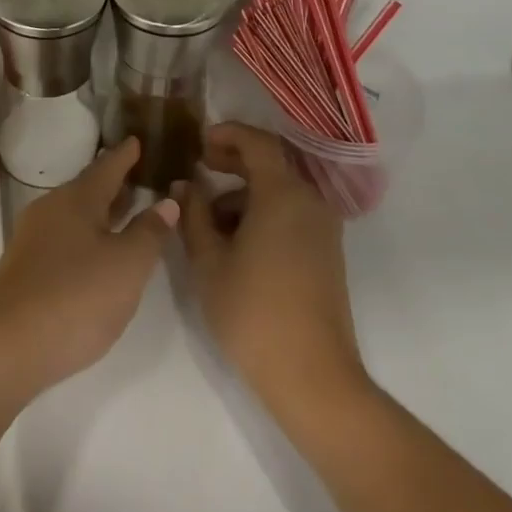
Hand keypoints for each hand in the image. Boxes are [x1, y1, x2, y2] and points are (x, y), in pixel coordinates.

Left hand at [0, 137, 177, 401]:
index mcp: (77, 199)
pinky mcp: (26, 267)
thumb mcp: (127, 266)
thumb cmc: (75, 298)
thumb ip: (149, 232)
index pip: (107, 167)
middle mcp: (51, 209)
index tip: (139, 140)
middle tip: (141, 176)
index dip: (126, 155)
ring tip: (126, 212)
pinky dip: (87, 234)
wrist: (6, 346)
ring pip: (75, 214)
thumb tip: (166, 202)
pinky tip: (98, 253)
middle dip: (114, 183)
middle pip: (88, 189)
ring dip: (101, 211)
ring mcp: (33, 238)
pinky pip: (64, 237)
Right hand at [179, 123, 371, 421]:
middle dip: (234, 161)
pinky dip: (262, 213)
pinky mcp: (326, 253)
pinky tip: (233, 242)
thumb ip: (193, 214)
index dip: (227, 134)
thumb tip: (185, 184)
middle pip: (271, 164)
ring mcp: (323, 229)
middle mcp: (310, 202)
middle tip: (200, 167)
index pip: (258, 142)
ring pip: (279, 192)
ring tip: (207, 218)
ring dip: (244, 193)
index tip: (199, 142)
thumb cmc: (252, 311)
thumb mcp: (209, 260)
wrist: (312, 377)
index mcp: (283, 194)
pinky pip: (291, 214)